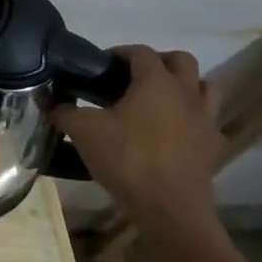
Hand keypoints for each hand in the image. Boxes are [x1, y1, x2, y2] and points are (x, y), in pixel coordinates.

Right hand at [53, 46, 223, 235]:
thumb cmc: (127, 159)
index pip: (140, 52)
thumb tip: (48, 101)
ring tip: (158, 100)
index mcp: (156, 82)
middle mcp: (186, 93)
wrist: (169, 209)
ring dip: (183, 85)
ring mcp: (205, 119)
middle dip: (158, 62)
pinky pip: (208, 121)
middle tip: (133, 77)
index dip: (119, 53)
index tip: (101, 66)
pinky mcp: (214, 146)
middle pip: (181, 60)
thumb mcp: (84, 132)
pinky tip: (174, 132)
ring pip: (204, 86)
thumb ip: (64, 111)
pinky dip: (192, 118)